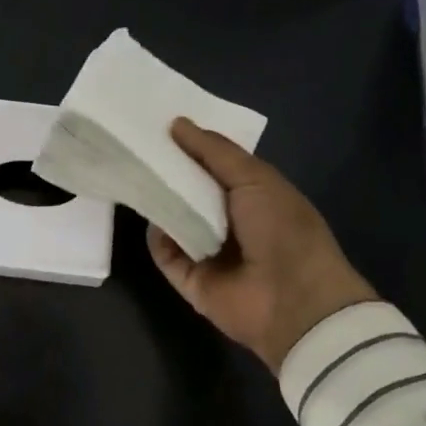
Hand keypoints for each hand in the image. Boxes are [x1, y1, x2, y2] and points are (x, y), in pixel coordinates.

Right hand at [147, 118, 377, 372]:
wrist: (294, 301)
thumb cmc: (282, 229)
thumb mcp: (255, 178)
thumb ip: (215, 151)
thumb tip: (176, 123)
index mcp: (253, 195)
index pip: (214, 165)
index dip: (190, 145)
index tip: (159, 123)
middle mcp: (229, 221)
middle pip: (189, 190)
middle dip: (168, 170)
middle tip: (135, 144)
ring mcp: (208, 251)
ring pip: (173, 220)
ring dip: (158, 201)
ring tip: (131, 172)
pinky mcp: (191, 279)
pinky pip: (165, 253)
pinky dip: (157, 237)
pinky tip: (149, 216)